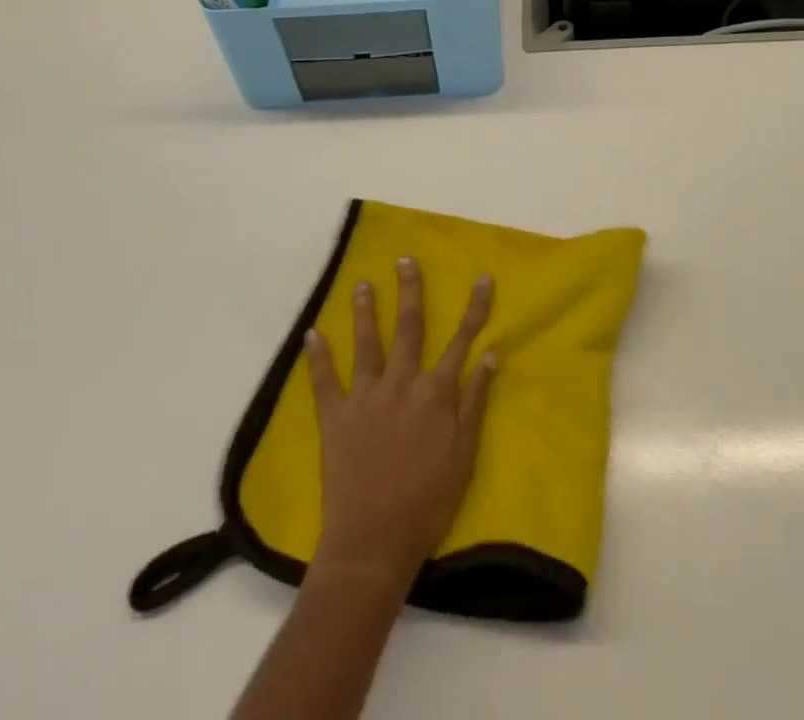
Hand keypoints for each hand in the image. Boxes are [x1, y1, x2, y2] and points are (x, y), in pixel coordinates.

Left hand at [304, 258, 496, 592]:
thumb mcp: (464, 455)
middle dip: (411, 291)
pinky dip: (317, 357)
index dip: (475, 308)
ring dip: (365, 311)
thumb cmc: (427, 502)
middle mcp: (401, 384)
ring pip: (367, 343)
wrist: (373, 543)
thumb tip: (491, 355)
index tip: (483, 278)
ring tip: (362, 284)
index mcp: (436, 393)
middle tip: (405, 260)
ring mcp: (365, 398)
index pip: (461, 340)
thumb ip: (476, 402)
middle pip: (409, 327)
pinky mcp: (335, 418)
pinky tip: (312, 334)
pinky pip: (324, 381)